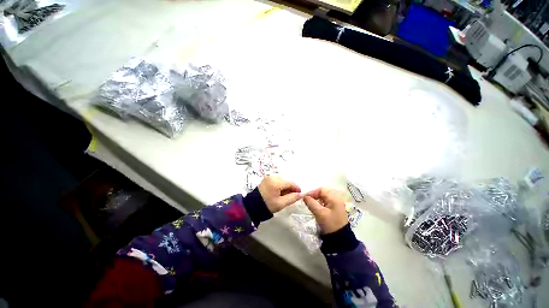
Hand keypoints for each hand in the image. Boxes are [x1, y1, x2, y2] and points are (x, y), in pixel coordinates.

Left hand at [259, 176, 301, 212]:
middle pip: (286, 181)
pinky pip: (277, 181)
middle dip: (291, 188)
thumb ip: (292, 198)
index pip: (290, 183)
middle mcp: (273, 177)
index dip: (297, 188)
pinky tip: (280, 193)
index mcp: (276, 182)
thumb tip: (301, 194)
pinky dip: (280, 186)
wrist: (252, 206)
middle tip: (292, 196)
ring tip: (285, 196)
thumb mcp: (281, 203)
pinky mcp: (267, 179)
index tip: (300, 194)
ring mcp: (269, 177)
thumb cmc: (267, 205)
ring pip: (282, 181)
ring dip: (286, 187)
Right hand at [303, 188, 347, 233]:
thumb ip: (311, 203)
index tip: (305, 198)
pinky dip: (320, 202)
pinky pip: (326, 201)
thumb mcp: (320, 213)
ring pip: (324, 196)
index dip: (312, 192)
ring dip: (317, 198)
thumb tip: (304, 196)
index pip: (321, 189)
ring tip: (310, 204)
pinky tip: (316, 207)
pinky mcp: (335, 208)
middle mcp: (337, 198)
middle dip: (314, 195)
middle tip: (307, 200)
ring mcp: (336, 203)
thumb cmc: (330, 224)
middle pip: (323, 192)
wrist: (340, 238)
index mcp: (335, 198)